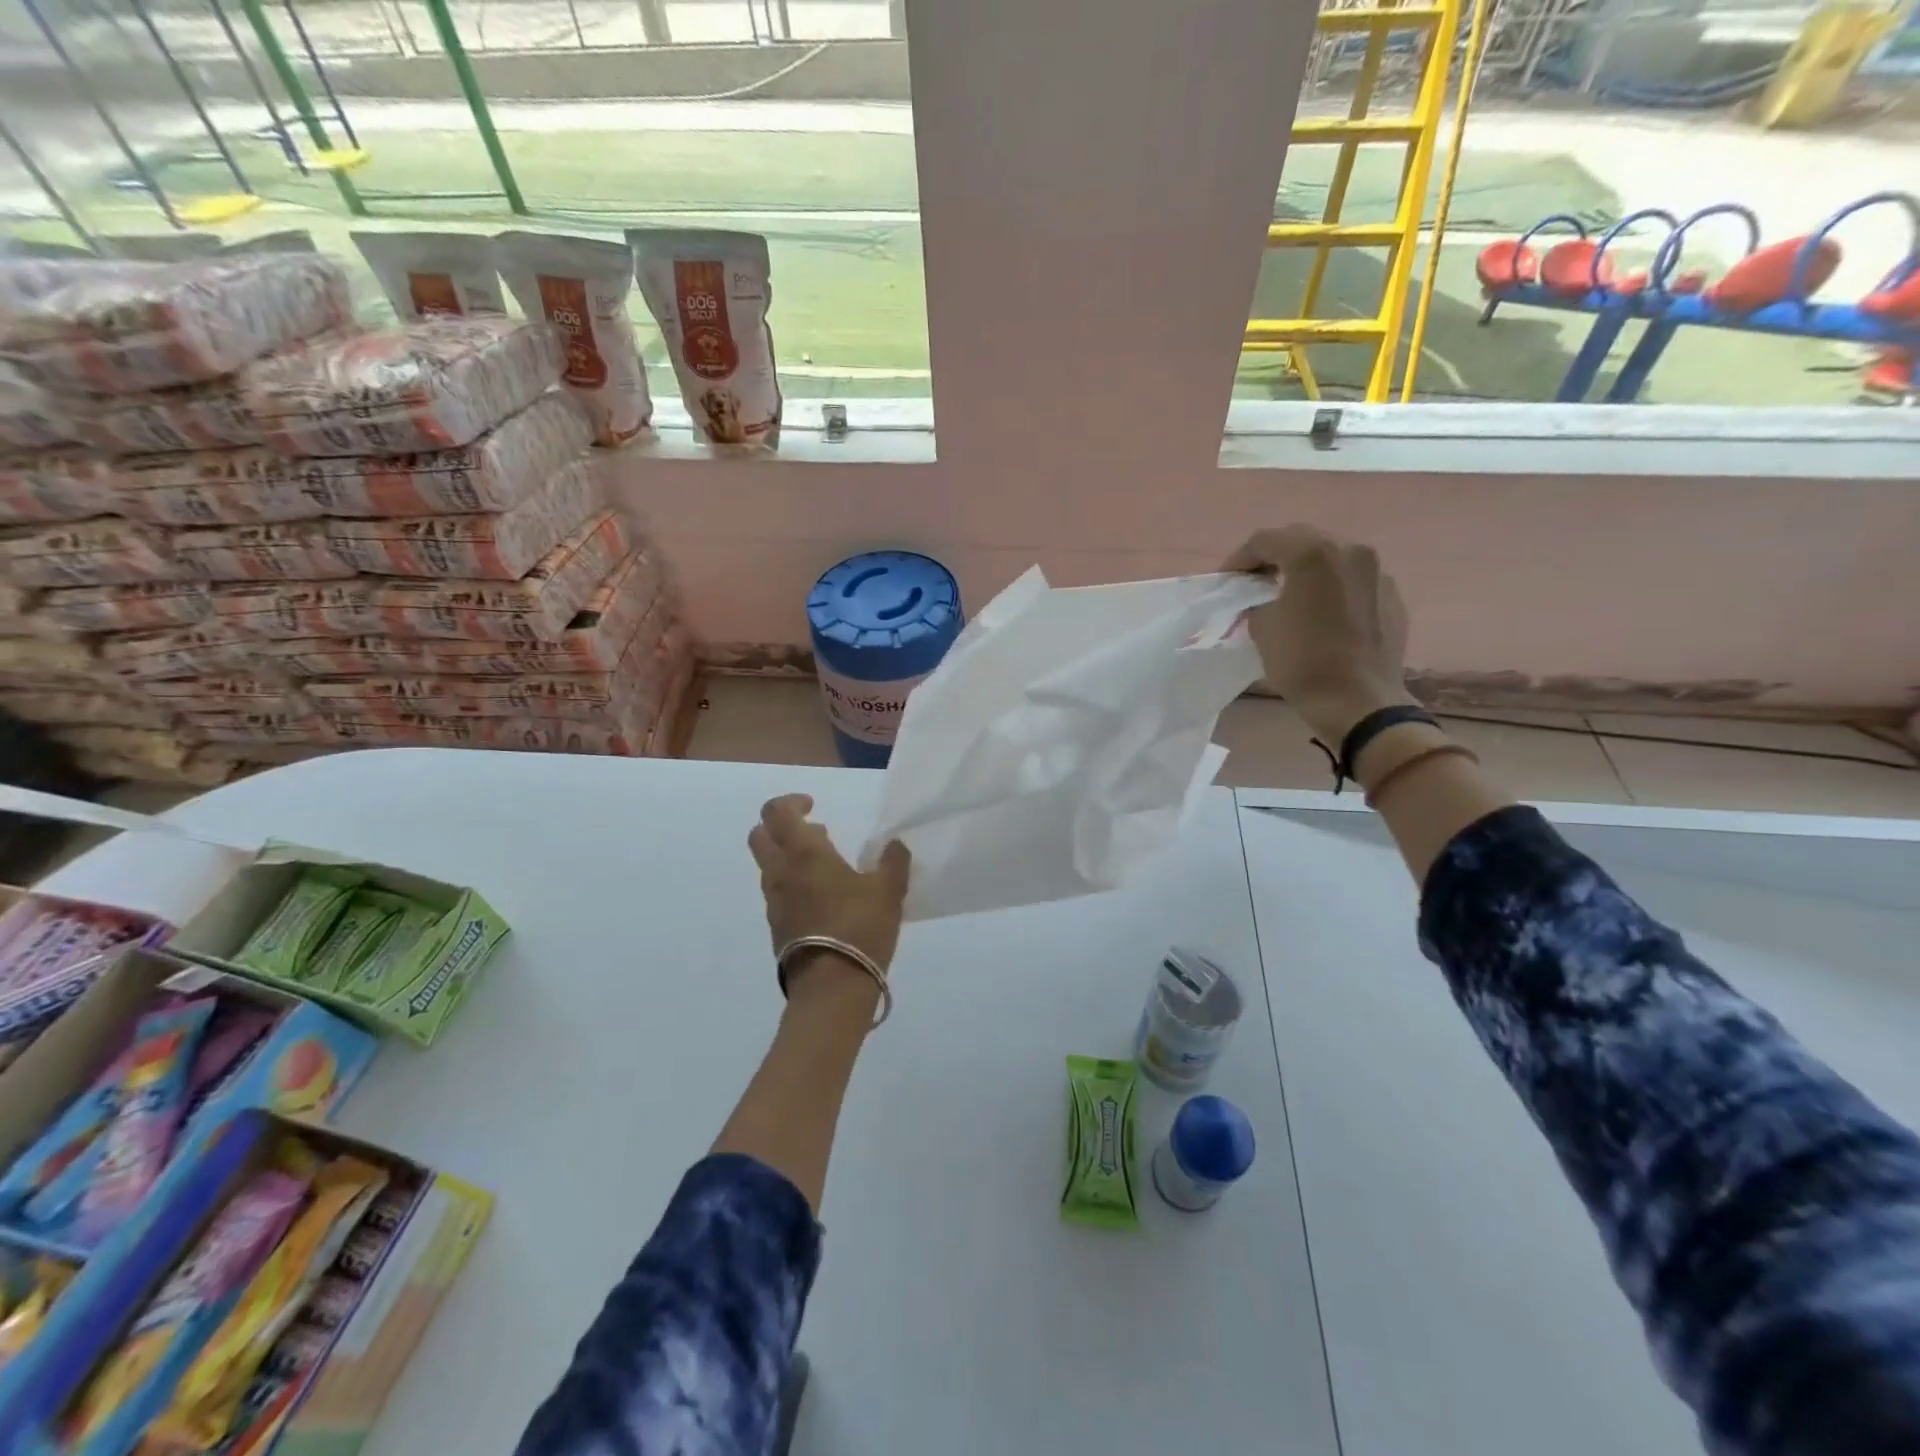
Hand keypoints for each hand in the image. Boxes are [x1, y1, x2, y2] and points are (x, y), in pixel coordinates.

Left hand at [747, 794, 910, 994]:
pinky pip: (778, 894)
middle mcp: (780, 873)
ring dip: (788, 858)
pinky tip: (823, 899)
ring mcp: (774, 903)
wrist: (831, 988)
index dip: (791, 802)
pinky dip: (793, 885)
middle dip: (780, 827)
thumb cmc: (860, 928)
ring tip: (826, 868)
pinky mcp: (776, 928)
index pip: (776, 813)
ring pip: (768, 867)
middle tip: (813, 833)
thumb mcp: (889, 892)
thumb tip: (895, 845)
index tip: (813, 807)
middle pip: (760, 837)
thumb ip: (893, 862)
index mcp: (804, 853)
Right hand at [1224, 525, 1416, 745]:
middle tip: (1254, 582)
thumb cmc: (1303, 662)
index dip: (1239, 558)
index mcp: (1312, 554)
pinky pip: (1354, 580)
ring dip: (1305, 569)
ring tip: (1288, 593)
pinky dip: (1332, 587)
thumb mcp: (1262, 629)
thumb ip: (1258, 602)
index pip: (1265, 540)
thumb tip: (1264, 600)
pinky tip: (1321, 612)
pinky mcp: (1391, 595)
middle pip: (1302, 540)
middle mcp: (1349, 550)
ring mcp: (1377, 571)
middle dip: (1274, 557)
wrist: (1359, 701)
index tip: (1226, 580)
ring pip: (1332, 557)